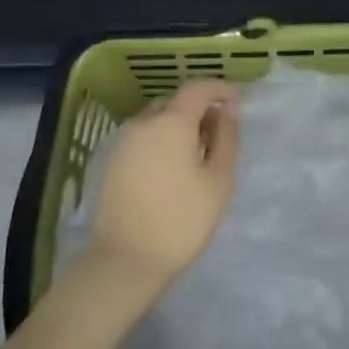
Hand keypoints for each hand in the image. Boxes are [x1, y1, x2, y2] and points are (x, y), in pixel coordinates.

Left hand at [91, 80, 240, 285]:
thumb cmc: (182, 220)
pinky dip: (161, 142)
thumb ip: (226, 138)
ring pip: (156, 120)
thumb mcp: (218, 179)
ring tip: (197, 156)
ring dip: (178, 127)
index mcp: (171, 121)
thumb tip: (227, 110)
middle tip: (219, 136)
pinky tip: (172, 170)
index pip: (197, 88)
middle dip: (199, 110)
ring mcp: (123, 142)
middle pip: (175, 102)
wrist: (126, 260)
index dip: (219, 89)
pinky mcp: (112, 162)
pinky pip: (143, 138)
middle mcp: (143, 122)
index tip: (237, 102)